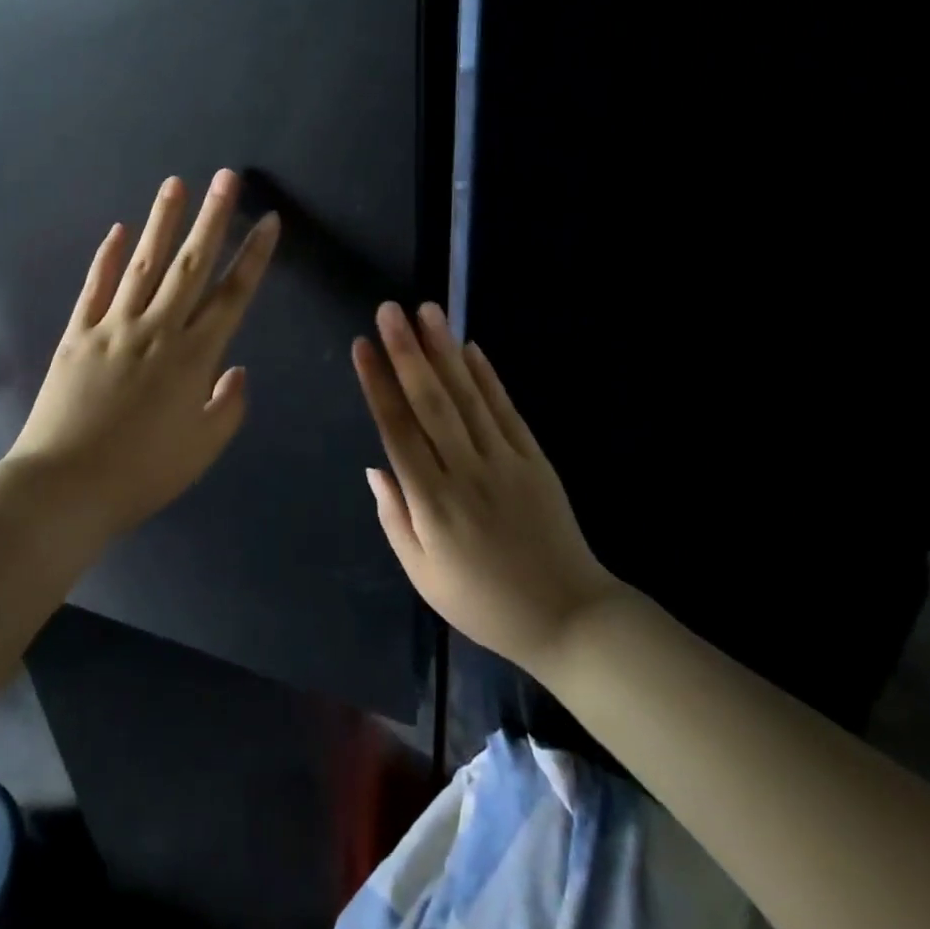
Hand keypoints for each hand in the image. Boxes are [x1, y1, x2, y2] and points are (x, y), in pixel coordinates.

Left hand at [7, 170, 278, 535]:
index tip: (268, 220)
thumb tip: (237, 371)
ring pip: (144, 264)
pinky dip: (108, 257)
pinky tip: (119, 230)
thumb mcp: (201, 450)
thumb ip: (228, 407)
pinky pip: (96, 287)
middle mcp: (157, 330)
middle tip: (226, 177)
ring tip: (176, 184)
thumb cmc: (141, 474)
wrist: (64, 488)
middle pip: (190, 264)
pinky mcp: (77, 334)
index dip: (254, 256)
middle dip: (212, 218)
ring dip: (162, 221)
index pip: (232, 295)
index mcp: (193, 358)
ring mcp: (114, 327)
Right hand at [352, 302, 620, 670]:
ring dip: (444, 351)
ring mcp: (505, 462)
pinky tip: (470, 347)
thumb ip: (395, 518)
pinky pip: (507, 411)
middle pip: (432, 403)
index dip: (378, 385)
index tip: (362, 345)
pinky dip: (488, 377)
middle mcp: (466, 473)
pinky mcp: (535, 460)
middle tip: (389, 310)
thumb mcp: (423, 575)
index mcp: (433, 504)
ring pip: (469, 398)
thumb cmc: (482, 601)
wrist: (567, 618)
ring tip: (427, 311)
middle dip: (407, 353)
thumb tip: (374, 467)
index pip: (398, 431)